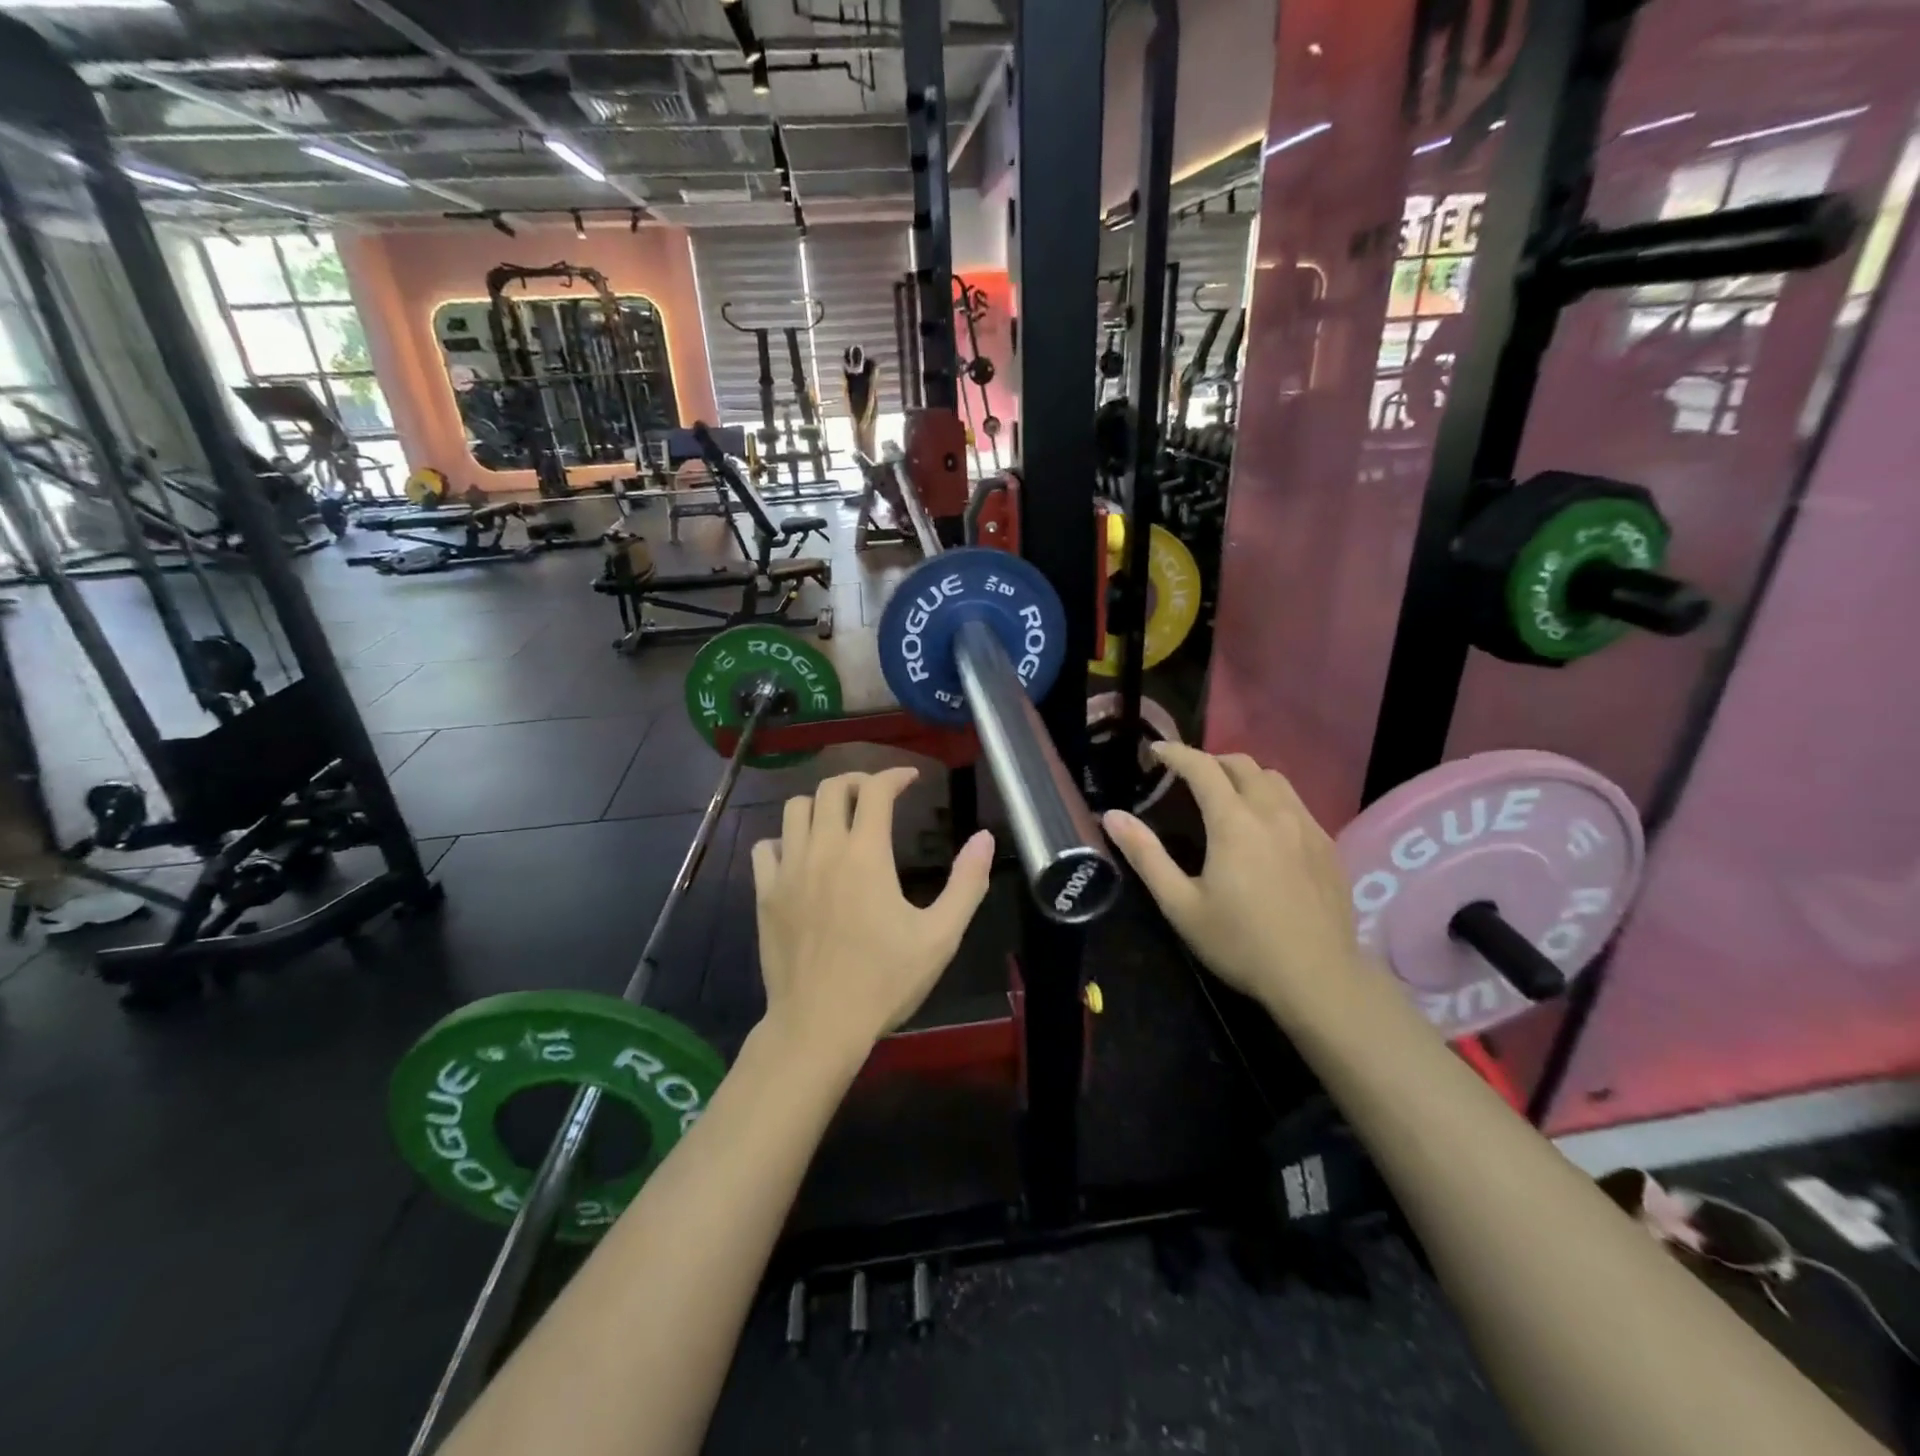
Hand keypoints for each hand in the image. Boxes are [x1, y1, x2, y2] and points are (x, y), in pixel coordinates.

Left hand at [752, 767, 993, 1059]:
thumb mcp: (940, 936)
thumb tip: (985, 838)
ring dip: (820, 804)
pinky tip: (801, 856)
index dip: (894, 775)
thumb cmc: (884, 981)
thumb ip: (967, 883)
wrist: (819, 1026)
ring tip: (839, 819)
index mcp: (865, 855)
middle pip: (830, 788)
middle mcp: (822, 851)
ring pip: (794, 809)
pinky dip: (784, 839)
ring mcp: (788, 871)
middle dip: (857, 781)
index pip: (875, 790)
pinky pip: (766, 846)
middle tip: (877, 795)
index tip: (910, 779)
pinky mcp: (765, 894)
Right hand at [1102, 745, 1358, 1016]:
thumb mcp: (1181, 904)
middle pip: (1242, 765)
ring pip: (1274, 779)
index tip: (1156, 751)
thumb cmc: (1241, 943)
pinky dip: (1271, 798)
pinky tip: (1264, 828)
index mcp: (1234, 822)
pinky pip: (1296, 803)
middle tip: (1187, 777)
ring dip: (1244, 776)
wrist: (1318, 978)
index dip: (1177, 753)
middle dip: (1210, 761)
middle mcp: (1273, 812)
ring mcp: (1307, 826)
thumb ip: (1146, 856)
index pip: (1203, 768)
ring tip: (1226, 795)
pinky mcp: (1327, 845)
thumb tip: (1113, 816)